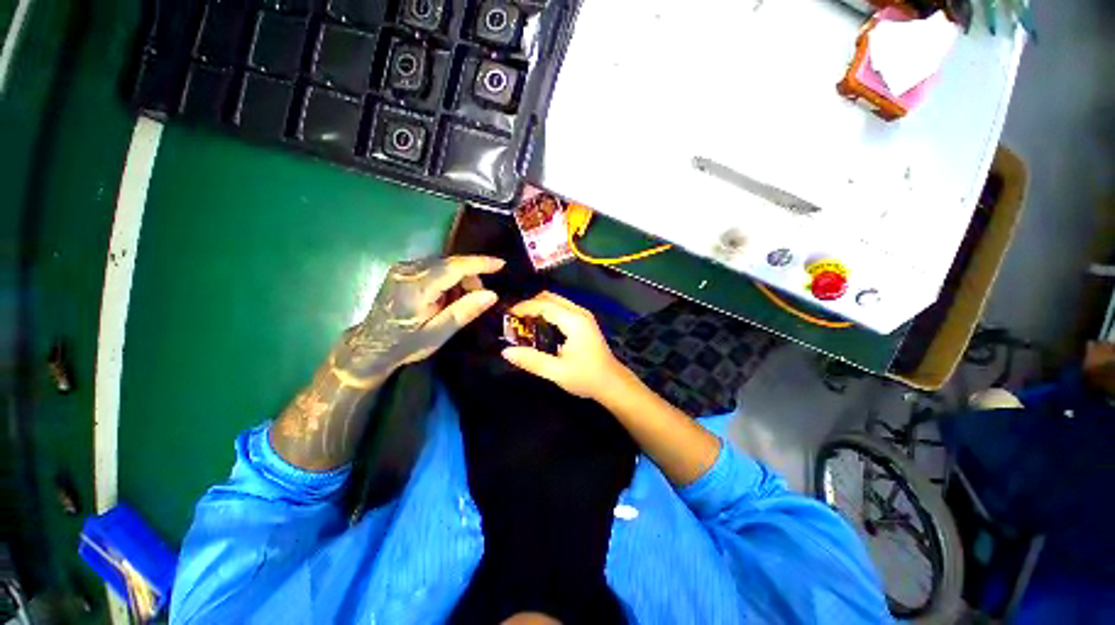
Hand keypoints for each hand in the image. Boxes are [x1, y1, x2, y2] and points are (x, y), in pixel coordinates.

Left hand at [332, 255, 504, 383]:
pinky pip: (433, 267)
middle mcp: (408, 271)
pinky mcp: (401, 271)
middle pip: (450, 263)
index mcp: (417, 288)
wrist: (370, 346)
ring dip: (459, 278)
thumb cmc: (406, 344)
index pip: (454, 267)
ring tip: (461, 300)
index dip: (479, 263)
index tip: (501, 264)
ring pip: (443, 264)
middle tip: (479, 297)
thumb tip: (492, 294)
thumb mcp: (439, 333)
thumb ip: (464, 311)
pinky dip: (447, 278)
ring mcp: (402, 269)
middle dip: (470, 275)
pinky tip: (447, 295)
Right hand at [501, 292, 628, 400]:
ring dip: (539, 307)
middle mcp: (579, 312)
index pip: (544, 305)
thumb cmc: (586, 377)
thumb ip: (532, 361)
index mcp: (574, 321)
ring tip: (523, 323)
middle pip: (550, 297)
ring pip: (556, 301)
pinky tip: (539, 327)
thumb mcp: (557, 372)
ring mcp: (583, 316)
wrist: (612, 383)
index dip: (524, 307)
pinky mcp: (584, 322)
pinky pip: (562, 309)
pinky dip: (547, 312)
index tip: (507, 315)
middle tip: (514, 319)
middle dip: (530, 304)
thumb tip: (506, 351)